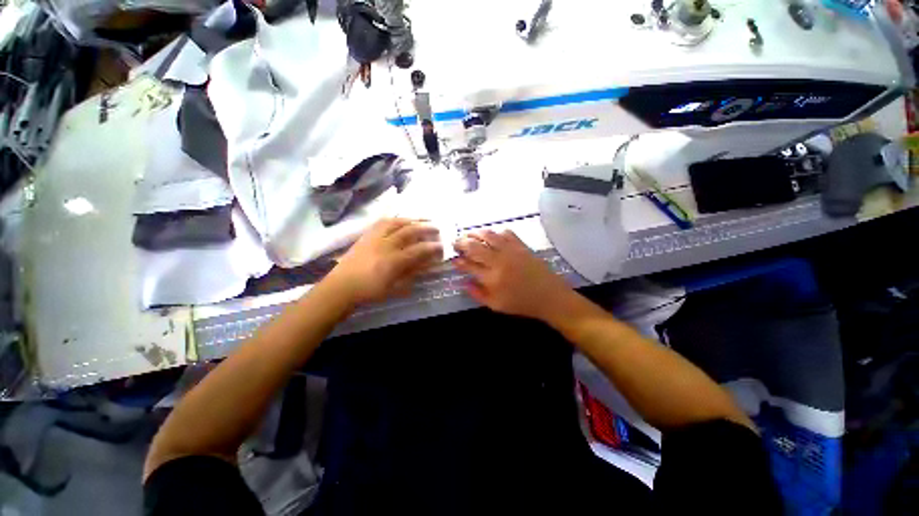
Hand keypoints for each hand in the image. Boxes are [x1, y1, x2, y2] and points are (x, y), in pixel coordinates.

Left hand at [326, 218, 442, 305]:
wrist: (342, 286)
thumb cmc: (370, 291)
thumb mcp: (395, 287)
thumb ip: (413, 273)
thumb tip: (428, 263)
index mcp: (392, 261)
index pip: (418, 250)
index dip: (432, 247)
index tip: (443, 246)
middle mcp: (385, 245)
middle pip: (409, 231)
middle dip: (426, 228)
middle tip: (438, 228)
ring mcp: (374, 237)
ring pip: (396, 222)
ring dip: (413, 219)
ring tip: (424, 219)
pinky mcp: (367, 234)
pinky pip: (382, 221)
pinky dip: (396, 218)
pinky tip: (403, 219)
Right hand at [453, 230, 573, 321]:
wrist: (549, 297)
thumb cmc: (521, 303)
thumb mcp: (496, 305)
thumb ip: (477, 294)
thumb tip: (463, 282)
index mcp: (491, 278)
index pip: (468, 265)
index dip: (458, 260)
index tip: (453, 259)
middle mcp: (499, 261)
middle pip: (474, 246)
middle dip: (461, 242)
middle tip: (456, 243)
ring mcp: (511, 251)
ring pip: (488, 235)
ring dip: (475, 233)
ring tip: (469, 235)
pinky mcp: (521, 245)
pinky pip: (506, 232)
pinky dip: (496, 232)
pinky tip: (491, 235)